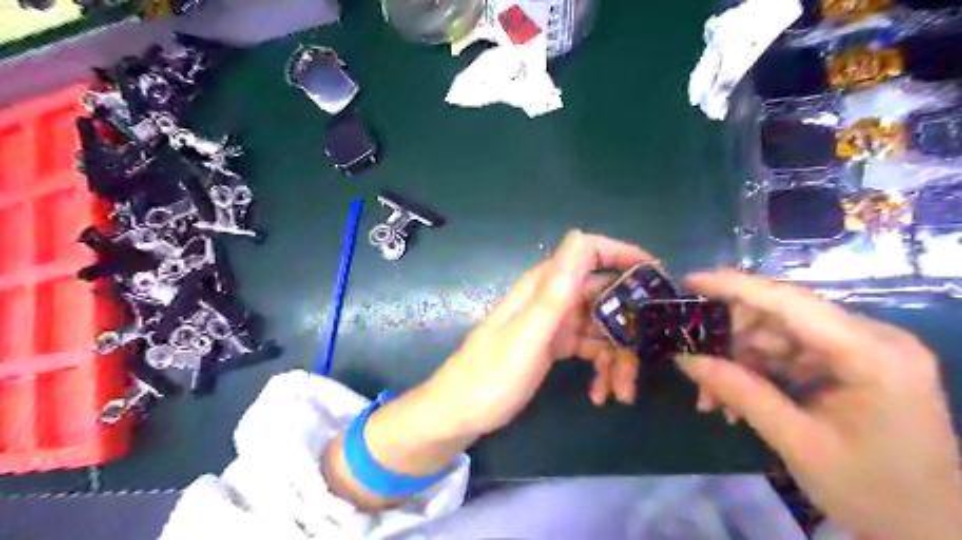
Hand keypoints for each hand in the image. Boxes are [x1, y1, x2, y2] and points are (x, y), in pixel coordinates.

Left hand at [423, 229, 654, 435]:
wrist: (461, 412)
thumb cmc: (492, 375)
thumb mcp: (528, 334)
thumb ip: (556, 289)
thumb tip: (580, 235)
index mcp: (544, 286)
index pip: (589, 251)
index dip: (625, 257)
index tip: (658, 279)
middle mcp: (552, 298)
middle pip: (604, 294)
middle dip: (629, 324)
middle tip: (646, 359)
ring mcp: (554, 323)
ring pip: (602, 326)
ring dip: (618, 356)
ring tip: (620, 391)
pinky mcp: (554, 345)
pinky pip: (590, 348)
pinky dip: (601, 367)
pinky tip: (601, 393)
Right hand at [676, 269, 961, 538]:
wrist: (934, 533)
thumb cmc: (876, 494)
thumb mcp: (798, 443)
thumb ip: (742, 393)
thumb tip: (686, 359)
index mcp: (873, 355)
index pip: (791, 302)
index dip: (735, 286)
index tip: (690, 281)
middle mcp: (872, 339)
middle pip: (781, 316)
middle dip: (732, 341)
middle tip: (695, 368)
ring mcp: (864, 350)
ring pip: (779, 335)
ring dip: (740, 361)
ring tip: (713, 399)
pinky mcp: (854, 364)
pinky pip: (791, 353)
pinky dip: (759, 372)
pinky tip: (738, 401)